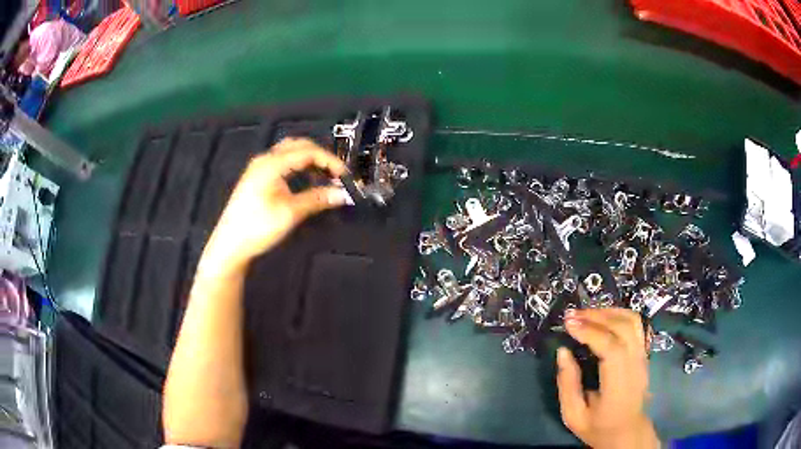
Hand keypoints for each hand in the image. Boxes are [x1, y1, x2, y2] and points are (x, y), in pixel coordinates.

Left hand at [200, 138, 348, 272]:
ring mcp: (259, 168)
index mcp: (272, 163)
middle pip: (299, 146)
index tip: (345, 176)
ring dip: (310, 160)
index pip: (308, 151)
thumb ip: (317, 199)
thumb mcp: (290, 213)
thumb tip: (342, 194)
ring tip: (325, 176)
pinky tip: (306, 180)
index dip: (330, 161)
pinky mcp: (257, 178)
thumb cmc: (257, 227)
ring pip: (290, 153)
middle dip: (321, 156)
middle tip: (337, 173)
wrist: (230, 245)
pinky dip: (298, 166)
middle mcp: (265, 159)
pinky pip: (283, 162)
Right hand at [557, 308, 659, 448]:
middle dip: (596, 316)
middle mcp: (635, 366)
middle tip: (571, 315)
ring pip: (632, 321)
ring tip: (585, 313)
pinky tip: (603, 316)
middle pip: (623, 328)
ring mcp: (643, 357)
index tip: (568, 324)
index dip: (590, 332)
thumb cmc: (598, 427)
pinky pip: (636, 324)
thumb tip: (563, 351)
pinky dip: (619, 314)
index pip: (612, 348)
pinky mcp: (643, 353)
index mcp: (618, 386)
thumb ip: (568, 384)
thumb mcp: (573, 415)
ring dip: (608, 312)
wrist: (627, 432)